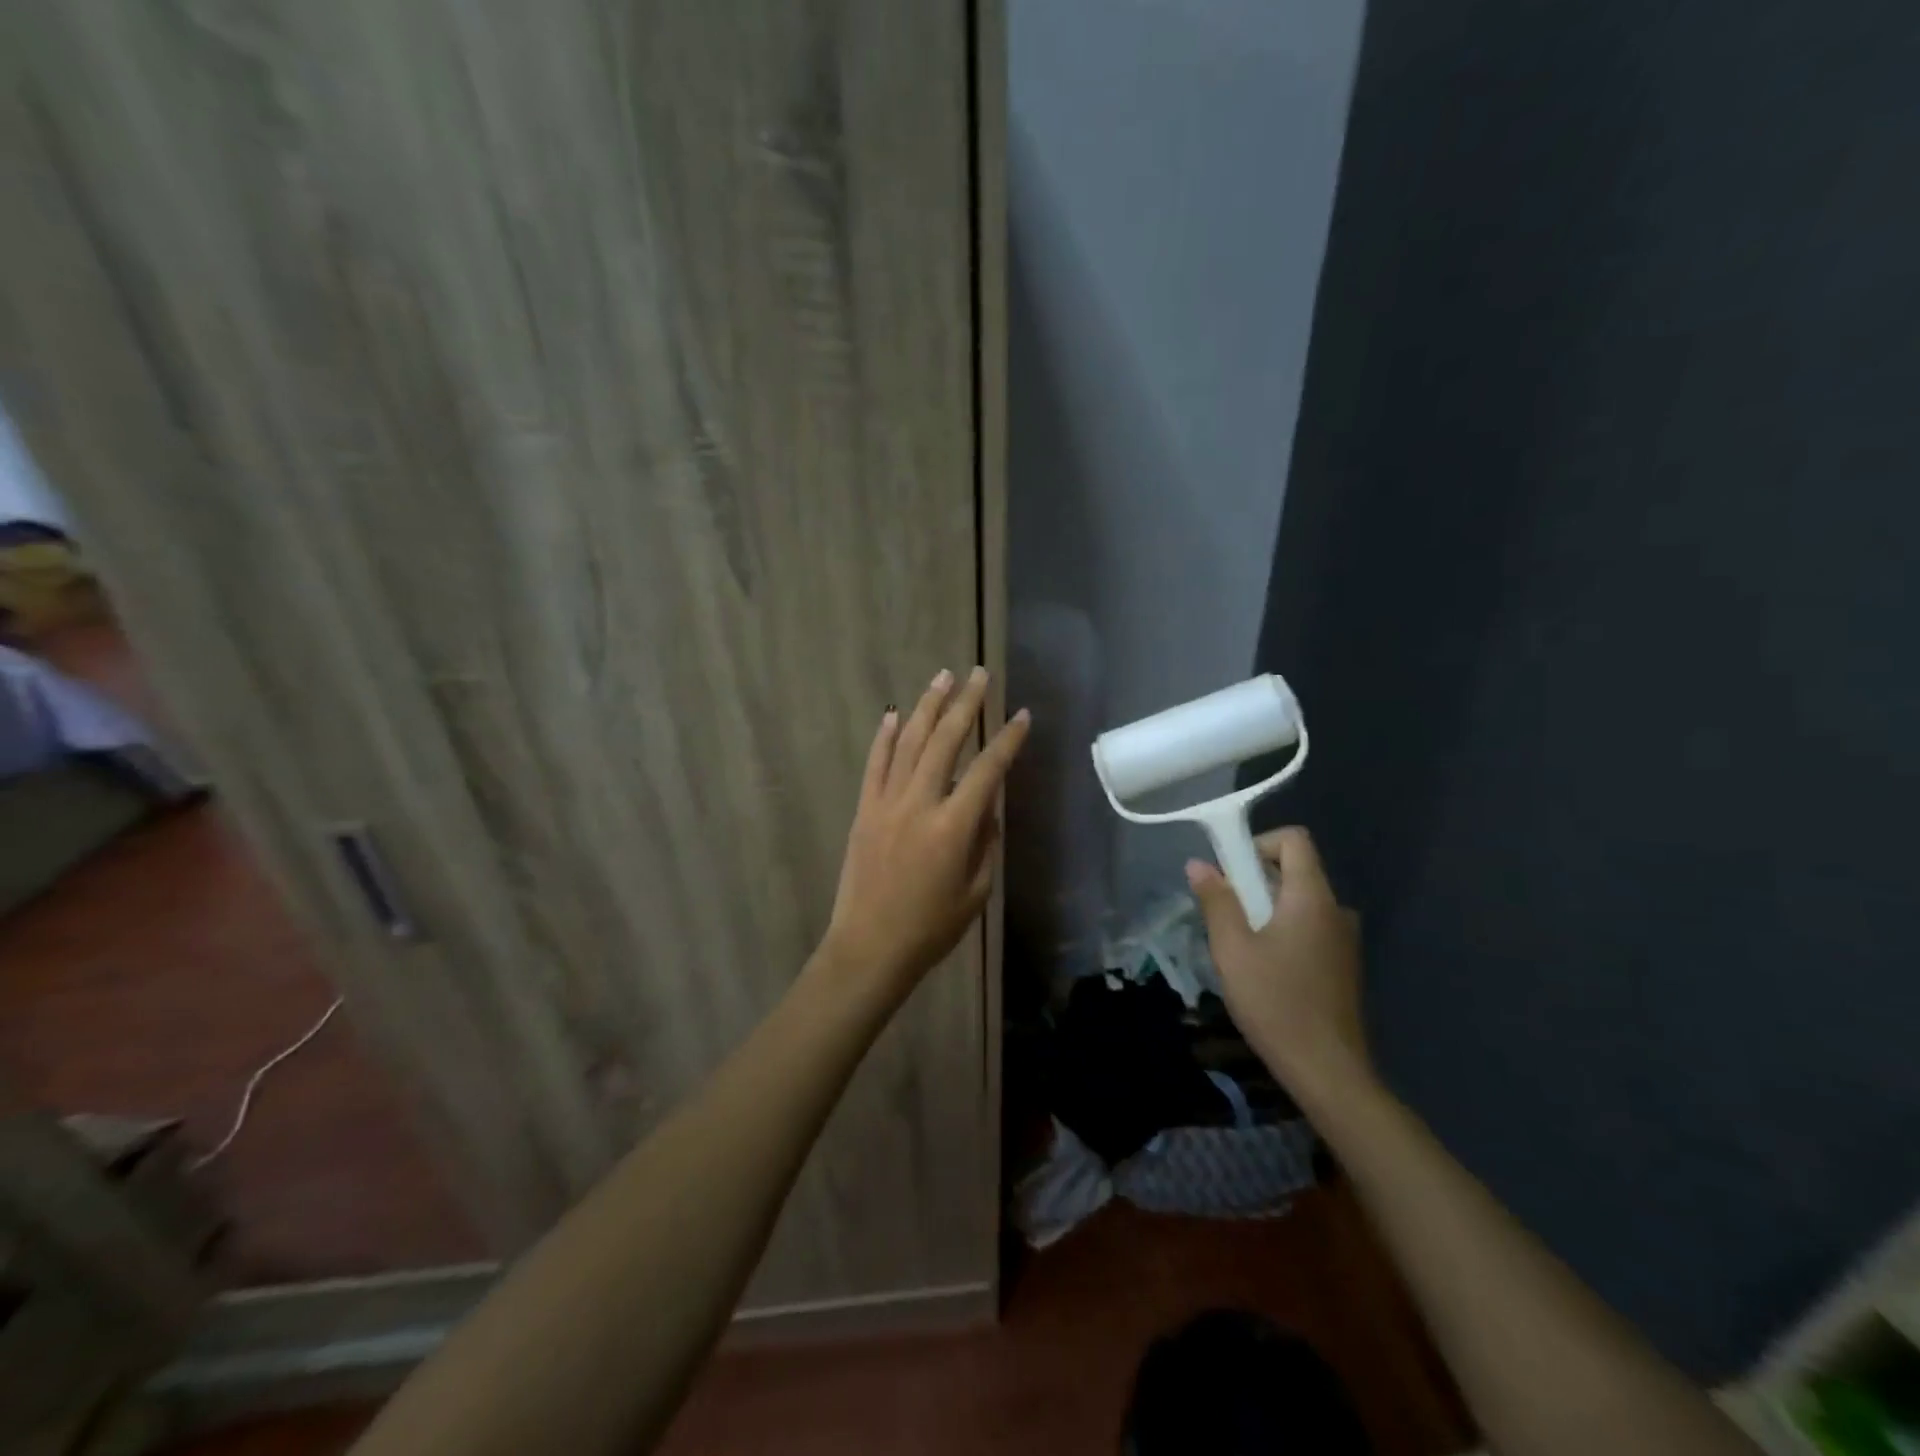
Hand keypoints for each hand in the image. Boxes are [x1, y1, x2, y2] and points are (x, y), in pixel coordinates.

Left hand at [823, 666, 1029, 998]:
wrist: (869, 948)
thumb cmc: (930, 928)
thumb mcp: (975, 891)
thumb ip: (985, 843)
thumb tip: (987, 808)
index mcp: (954, 827)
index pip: (988, 770)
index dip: (1008, 741)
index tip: (1022, 716)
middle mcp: (920, 804)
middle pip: (945, 741)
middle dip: (965, 704)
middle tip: (978, 675)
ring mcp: (887, 803)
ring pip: (908, 743)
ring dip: (927, 707)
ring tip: (942, 678)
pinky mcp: (864, 810)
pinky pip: (875, 765)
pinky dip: (884, 737)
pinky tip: (892, 714)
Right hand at [1186, 827, 1372, 1105]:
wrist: (1327, 1070)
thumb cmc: (1275, 1002)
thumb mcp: (1232, 949)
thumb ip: (1216, 901)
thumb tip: (1199, 863)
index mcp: (1312, 898)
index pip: (1295, 840)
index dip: (1259, 843)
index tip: (1232, 873)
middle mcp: (1335, 910)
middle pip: (1295, 870)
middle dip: (1255, 880)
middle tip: (1226, 914)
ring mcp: (1344, 939)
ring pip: (1300, 901)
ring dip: (1266, 909)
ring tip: (1239, 945)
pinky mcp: (1342, 964)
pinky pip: (1309, 927)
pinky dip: (1283, 931)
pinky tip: (1264, 969)